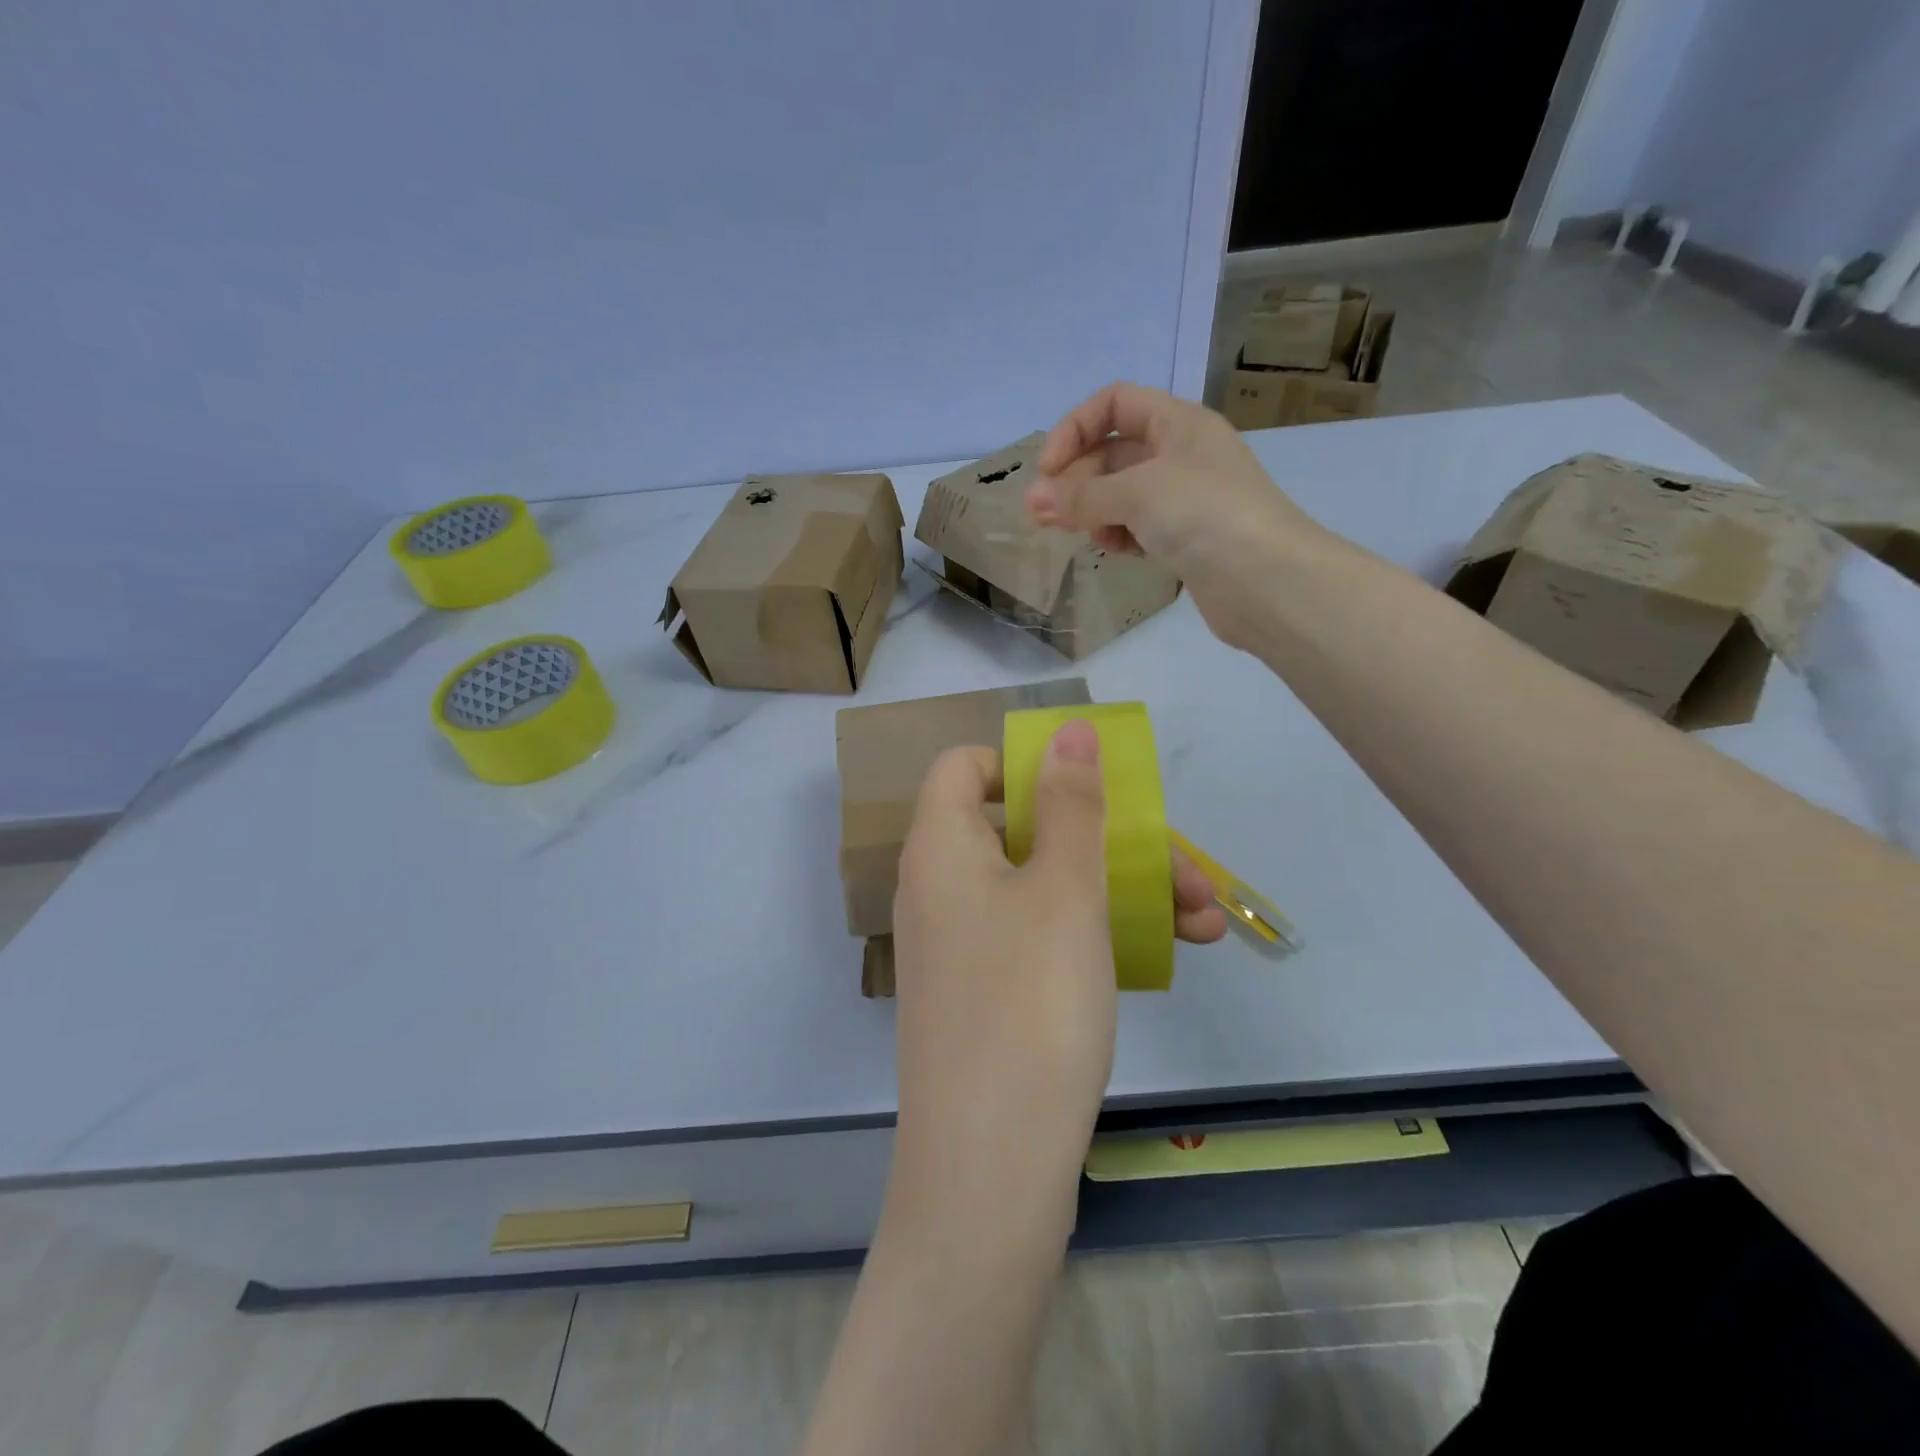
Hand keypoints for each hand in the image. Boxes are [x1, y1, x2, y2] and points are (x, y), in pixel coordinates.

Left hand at [888, 722, 1226, 1231]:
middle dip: (1113, 841)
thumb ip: (1070, 804)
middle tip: (1191, 875)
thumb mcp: (1064, 890)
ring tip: (1207, 923)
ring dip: (1123, 891)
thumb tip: (1066, 730)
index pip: (964, 767)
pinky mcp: (987, 993)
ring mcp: (963, 945)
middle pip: (1025, 829)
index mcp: (940, 847)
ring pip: (1047, 886)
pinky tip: (1166, 953)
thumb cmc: (1029, 1006)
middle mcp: (942, 888)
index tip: (1088, 791)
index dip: (1023, 765)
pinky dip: (1096, 934)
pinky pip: (1041, 936)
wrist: (990, 1172)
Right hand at [1025, 381, 1324, 649]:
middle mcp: (1182, 453)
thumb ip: (1081, 496)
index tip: (1048, 470)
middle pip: (1112, 452)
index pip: (1114, 404)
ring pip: (1121, 493)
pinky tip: (1117, 550)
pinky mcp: (1185, 538)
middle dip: (1077, 480)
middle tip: (1046, 516)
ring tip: (1084, 535)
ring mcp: (1184, 498)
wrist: (1266, 581)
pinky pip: (1137, 526)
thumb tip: (1031, 501)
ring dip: (1094, 510)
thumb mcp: (1137, 492)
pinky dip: (1119, 534)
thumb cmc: (1204, 515)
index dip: (1075, 429)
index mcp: (1178, 423)